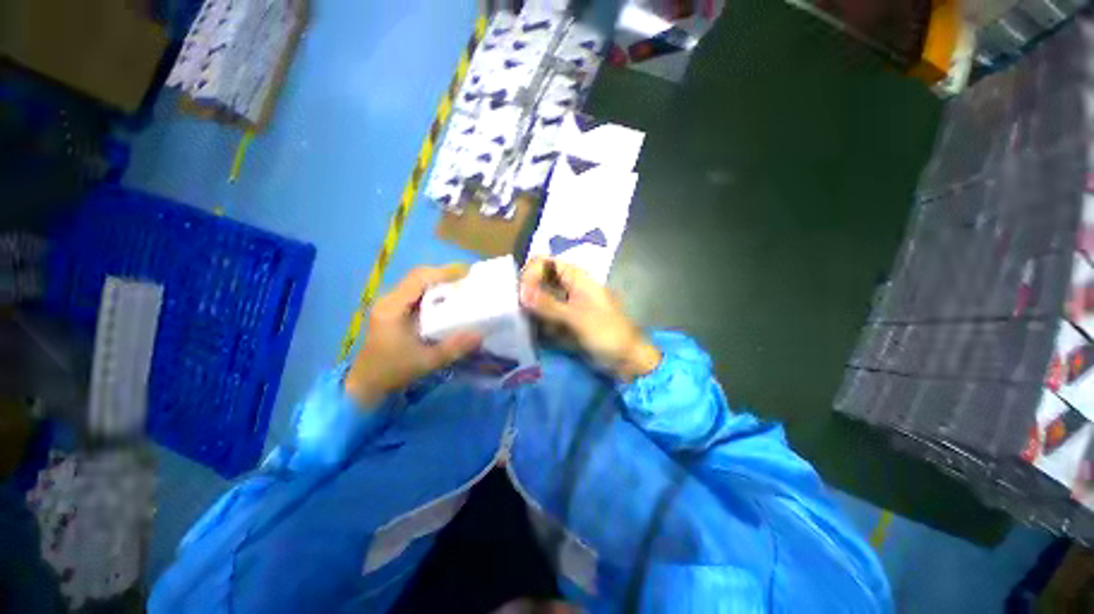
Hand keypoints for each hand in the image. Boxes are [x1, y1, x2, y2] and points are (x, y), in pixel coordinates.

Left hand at [345, 265, 481, 406]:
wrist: (366, 384)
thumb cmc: (393, 371)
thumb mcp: (426, 361)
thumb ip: (453, 348)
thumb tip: (480, 334)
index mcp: (393, 308)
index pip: (418, 278)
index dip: (443, 272)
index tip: (467, 273)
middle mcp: (389, 300)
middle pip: (418, 276)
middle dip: (444, 275)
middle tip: (468, 280)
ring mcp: (389, 304)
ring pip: (417, 283)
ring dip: (439, 282)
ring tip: (461, 287)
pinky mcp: (393, 310)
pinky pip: (416, 293)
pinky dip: (433, 291)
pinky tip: (447, 300)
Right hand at [519, 258, 660, 381]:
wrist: (625, 358)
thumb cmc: (606, 333)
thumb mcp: (576, 318)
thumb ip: (548, 305)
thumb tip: (520, 292)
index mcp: (576, 277)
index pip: (544, 262)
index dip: (530, 274)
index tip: (522, 295)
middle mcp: (568, 286)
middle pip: (539, 279)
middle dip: (527, 293)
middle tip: (517, 311)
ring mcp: (566, 304)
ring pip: (540, 298)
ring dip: (531, 309)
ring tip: (525, 323)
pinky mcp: (564, 320)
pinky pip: (544, 315)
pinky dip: (538, 321)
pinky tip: (535, 331)